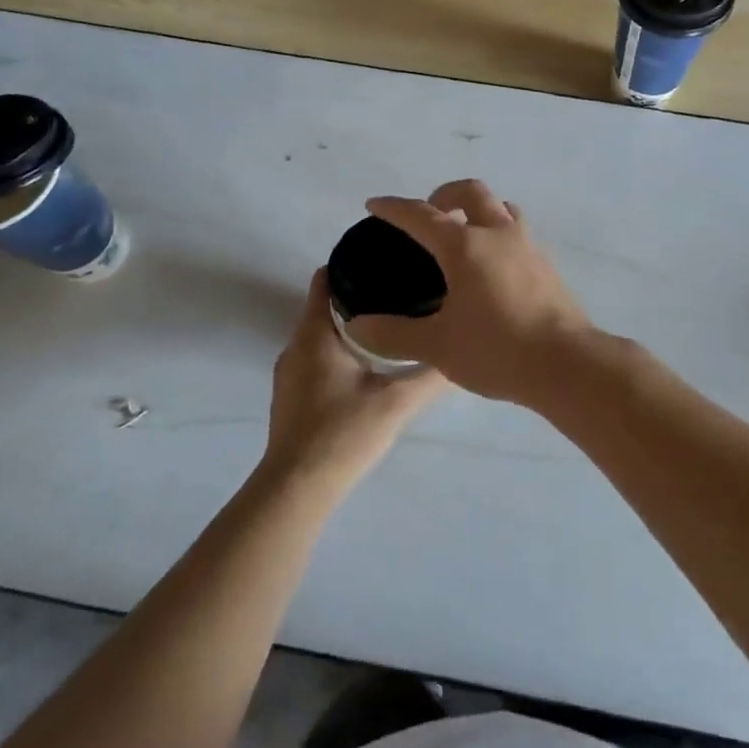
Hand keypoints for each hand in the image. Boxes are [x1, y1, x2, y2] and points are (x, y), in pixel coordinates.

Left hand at [260, 269, 448, 495]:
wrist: (296, 489)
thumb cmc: (343, 433)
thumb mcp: (396, 402)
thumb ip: (430, 376)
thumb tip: (459, 354)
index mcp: (315, 335)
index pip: (324, 281)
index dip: (349, 265)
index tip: (381, 258)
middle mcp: (295, 347)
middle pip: (324, 307)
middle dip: (358, 296)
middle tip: (398, 291)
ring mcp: (289, 374)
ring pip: (320, 336)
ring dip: (350, 327)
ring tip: (390, 324)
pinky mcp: (291, 398)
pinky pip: (315, 359)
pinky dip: (338, 352)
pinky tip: (367, 366)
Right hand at [358, 179, 595, 404]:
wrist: (566, 364)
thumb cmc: (496, 349)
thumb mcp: (437, 346)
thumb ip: (394, 333)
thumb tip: (357, 325)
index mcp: (465, 246)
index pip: (422, 215)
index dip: (394, 208)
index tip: (375, 205)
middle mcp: (498, 234)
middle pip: (471, 192)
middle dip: (445, 194)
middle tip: (430, 214)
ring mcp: (528, 246)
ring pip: (503, 208)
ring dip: (480, 210)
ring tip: (465, 234)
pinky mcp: (547, 265)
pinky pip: (519, 233)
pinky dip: (500, 234)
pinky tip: (493, 267)